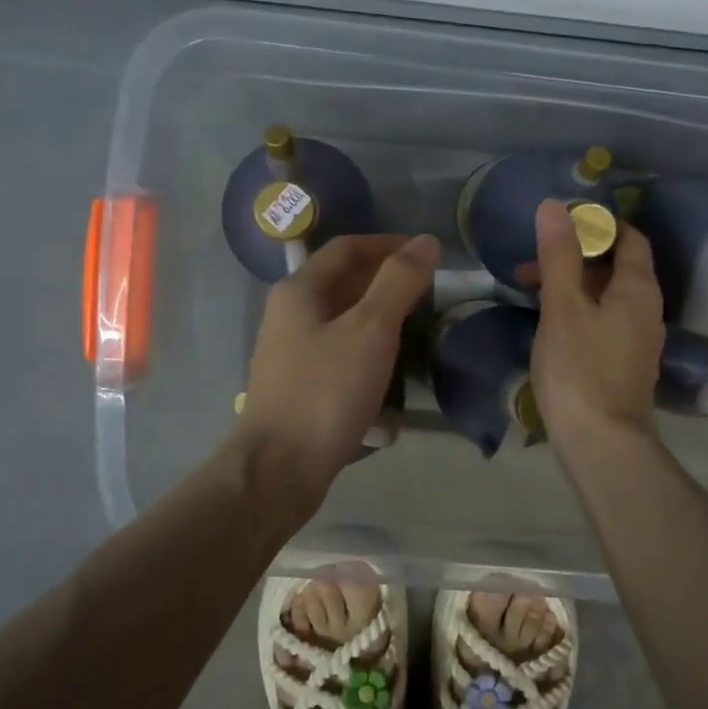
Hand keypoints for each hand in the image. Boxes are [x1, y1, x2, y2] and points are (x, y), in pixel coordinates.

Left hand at [235, 233, 438, 502]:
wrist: (279, 467)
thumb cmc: (326, 392)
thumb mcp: (370, 330)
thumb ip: (399, 282)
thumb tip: (426, 241)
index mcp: (300, 290)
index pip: (348, 247)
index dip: (388, 244)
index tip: (427, 252)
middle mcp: (290, 312)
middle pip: (341, 279)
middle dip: (385, 276)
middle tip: (428, 287)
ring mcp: (292, 350)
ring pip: (341, 316)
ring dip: (378, 311)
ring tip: (417, 321)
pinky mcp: (300, 382)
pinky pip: (339, 348)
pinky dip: (367, 344)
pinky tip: (390, 362)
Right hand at [528, 200, 663, 459]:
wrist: (601, 443)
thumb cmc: (580, 369)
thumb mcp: (563, 307)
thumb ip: (559, 256)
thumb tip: (554, 206)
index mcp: (638, 289)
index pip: (628, 238)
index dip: (598, 225)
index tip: (557, 227)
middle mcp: (646, 310)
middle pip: (615, 268)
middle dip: (574, 259)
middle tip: (529, 266)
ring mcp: (637, 340)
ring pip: (606, 297)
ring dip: (572, 287)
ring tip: (530, 294)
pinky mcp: (624, 365)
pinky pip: (603, 323)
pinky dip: (578, 313)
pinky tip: (549, 327)